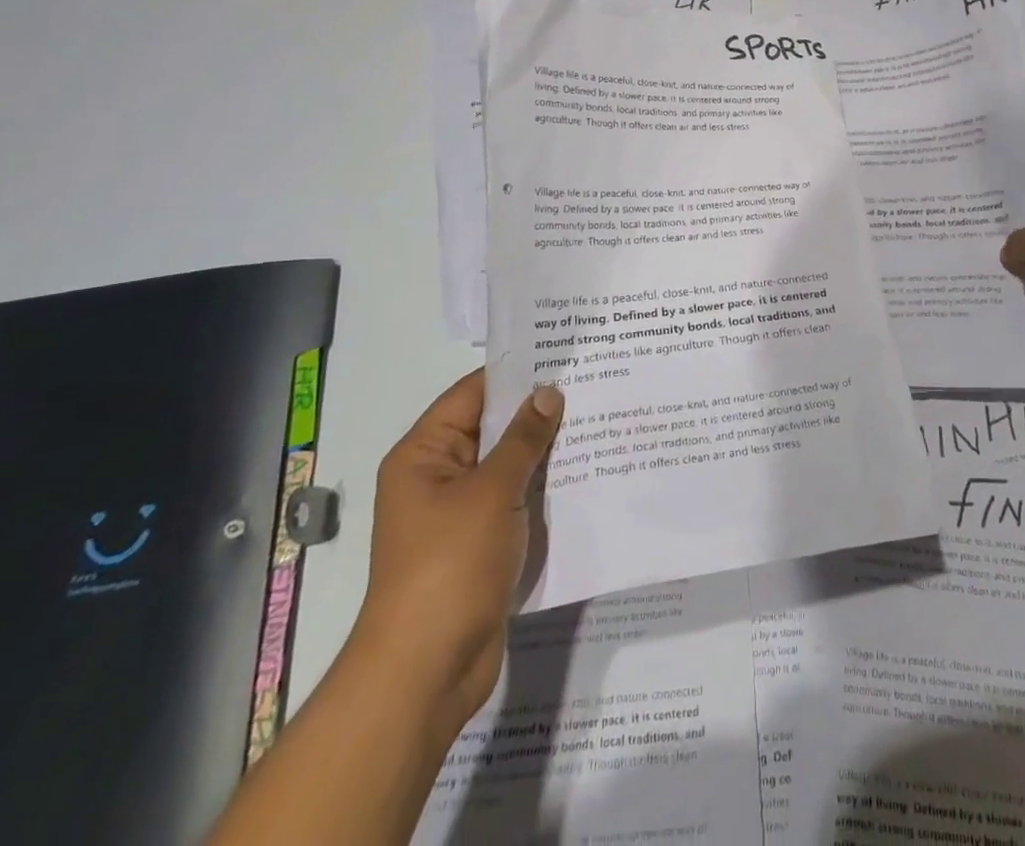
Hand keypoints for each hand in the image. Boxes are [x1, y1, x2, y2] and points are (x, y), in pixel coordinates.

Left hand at [350, 372, 562, 731]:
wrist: (427, 670)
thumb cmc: (450, 565)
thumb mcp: (491, 491)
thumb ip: (524, 439)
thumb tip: (548, 393)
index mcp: (425, 454)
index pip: (473, 394)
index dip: (516, 374)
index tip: (564, 355)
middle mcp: (438, 476)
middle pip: (493, 429)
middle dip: (539, 411)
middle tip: (593, 384)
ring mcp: (460, 513)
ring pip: (509, 466)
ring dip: (546, 451)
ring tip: (599, 421)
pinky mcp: (481, 544)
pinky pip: (516, 500)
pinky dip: (544, 487)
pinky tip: (586, 473)